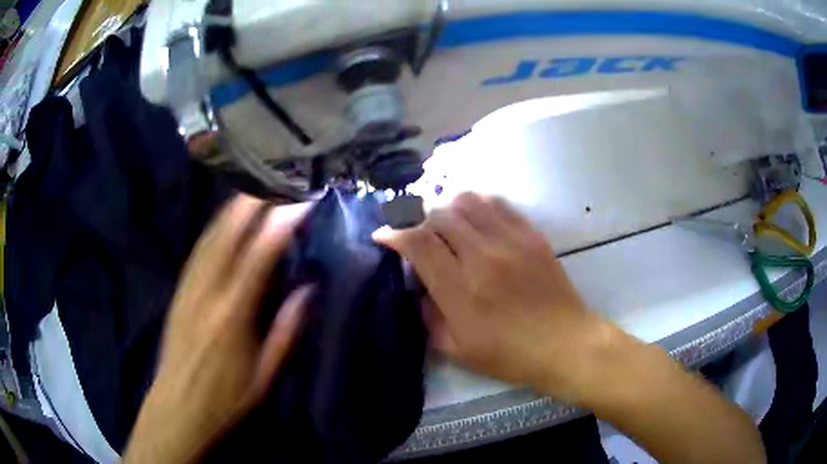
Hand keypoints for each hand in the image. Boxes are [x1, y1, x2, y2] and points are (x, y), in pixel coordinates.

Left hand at [124, 195, 311, 463]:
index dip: (280, 225)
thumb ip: (285, 330)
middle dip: (253, 203)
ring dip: (233, 209)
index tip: (300, 203)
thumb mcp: (264, 374)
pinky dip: (214, 227)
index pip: (258, 256)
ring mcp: (189, 288)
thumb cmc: (225, 398)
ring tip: (254, 189)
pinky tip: (224, 218)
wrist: (177, 405)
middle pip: (228, 234)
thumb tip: (308, 291)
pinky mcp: (179, 291)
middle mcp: (207, 292)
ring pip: (210, 236)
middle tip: (277, 181)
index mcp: (232, 315)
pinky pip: (197, 250)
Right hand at [374, 192, 616, 400]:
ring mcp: (510, 241)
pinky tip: (475, 219)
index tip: (383, 235)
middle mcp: (483, 257)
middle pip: (439, 215)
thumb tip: (418, 285)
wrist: (565, 343)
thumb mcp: (457, 349)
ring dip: (447, 207)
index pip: (418, 243)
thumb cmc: (510, 354)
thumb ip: (428, 316)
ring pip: (467, 201)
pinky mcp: (531, 234)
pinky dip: (477, 204)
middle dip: (419, 221)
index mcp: (461, 291)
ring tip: (445, 224)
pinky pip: (497, 204)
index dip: (394, 234)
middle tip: (418, 236)